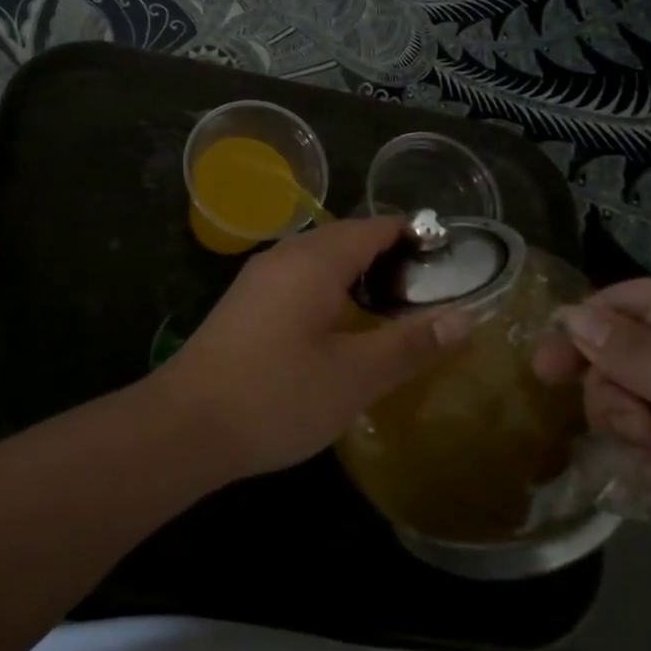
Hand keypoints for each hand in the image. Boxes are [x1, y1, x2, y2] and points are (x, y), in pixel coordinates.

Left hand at [149, 217, 472, 481]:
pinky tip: (337, 327)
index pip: (373, 226)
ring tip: (389, 309)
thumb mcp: (355, 377)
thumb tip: (465, 318)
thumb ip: (410, 345)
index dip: (412, 235)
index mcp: (314, 260)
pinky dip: (327, 288)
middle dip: (386, 256)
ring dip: (355, 273)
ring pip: (318, 259)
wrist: (185, 424)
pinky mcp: (244, 302)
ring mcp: (258, 278)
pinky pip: (297, 278)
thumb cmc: (277, 395)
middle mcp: (284, 255)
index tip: (447, 260)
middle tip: (425, 292)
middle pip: (345, 237)